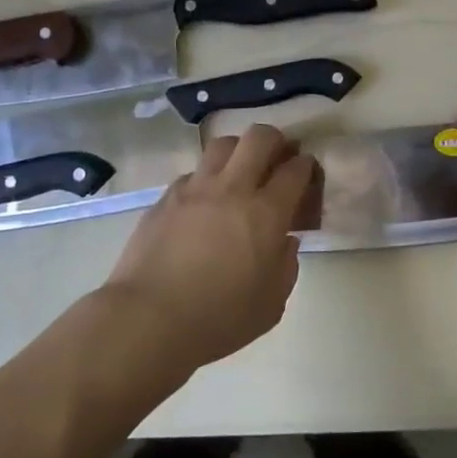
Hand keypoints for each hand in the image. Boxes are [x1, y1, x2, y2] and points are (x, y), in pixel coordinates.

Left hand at [107, 123, 315, 368]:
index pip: (295, 170)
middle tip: (277, 158)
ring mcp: (196, 188)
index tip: (307, 172)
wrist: (149, 318)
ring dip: (238, 151)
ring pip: (223, 145)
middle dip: (275, 141)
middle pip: (259, 138)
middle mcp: (233, 188)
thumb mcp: (270, 305)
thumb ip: (285, 267)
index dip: (306, 166)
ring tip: (240, 169)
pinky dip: (206, 179)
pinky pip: (193, 173)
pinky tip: (204, 201)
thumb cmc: (218, 319)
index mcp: (266, 213)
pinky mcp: (166, 197)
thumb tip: (285, 242)